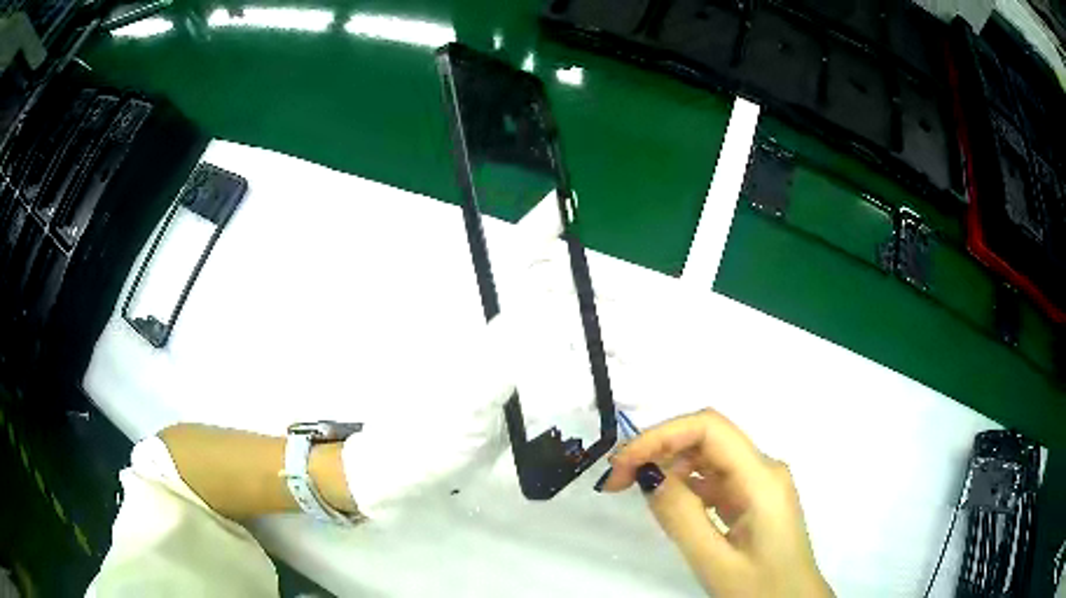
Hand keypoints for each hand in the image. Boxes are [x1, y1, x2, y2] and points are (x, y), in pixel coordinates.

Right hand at [601, 409, 832, 597]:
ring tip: (633, 488)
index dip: (661, 435)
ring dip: (669, 464)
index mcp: (762, 478)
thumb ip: (681, 516)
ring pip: (709, 455)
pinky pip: (715, 478)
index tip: (621, 464)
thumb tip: (647, 473)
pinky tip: (666, 502)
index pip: (709, 428)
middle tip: (616, 480)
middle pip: (708, 437)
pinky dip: (685, 483)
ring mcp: (761, 482)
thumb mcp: (714, 561)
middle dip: (659, 448)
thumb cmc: (761, 589)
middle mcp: (764, 469)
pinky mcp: (754, 497)